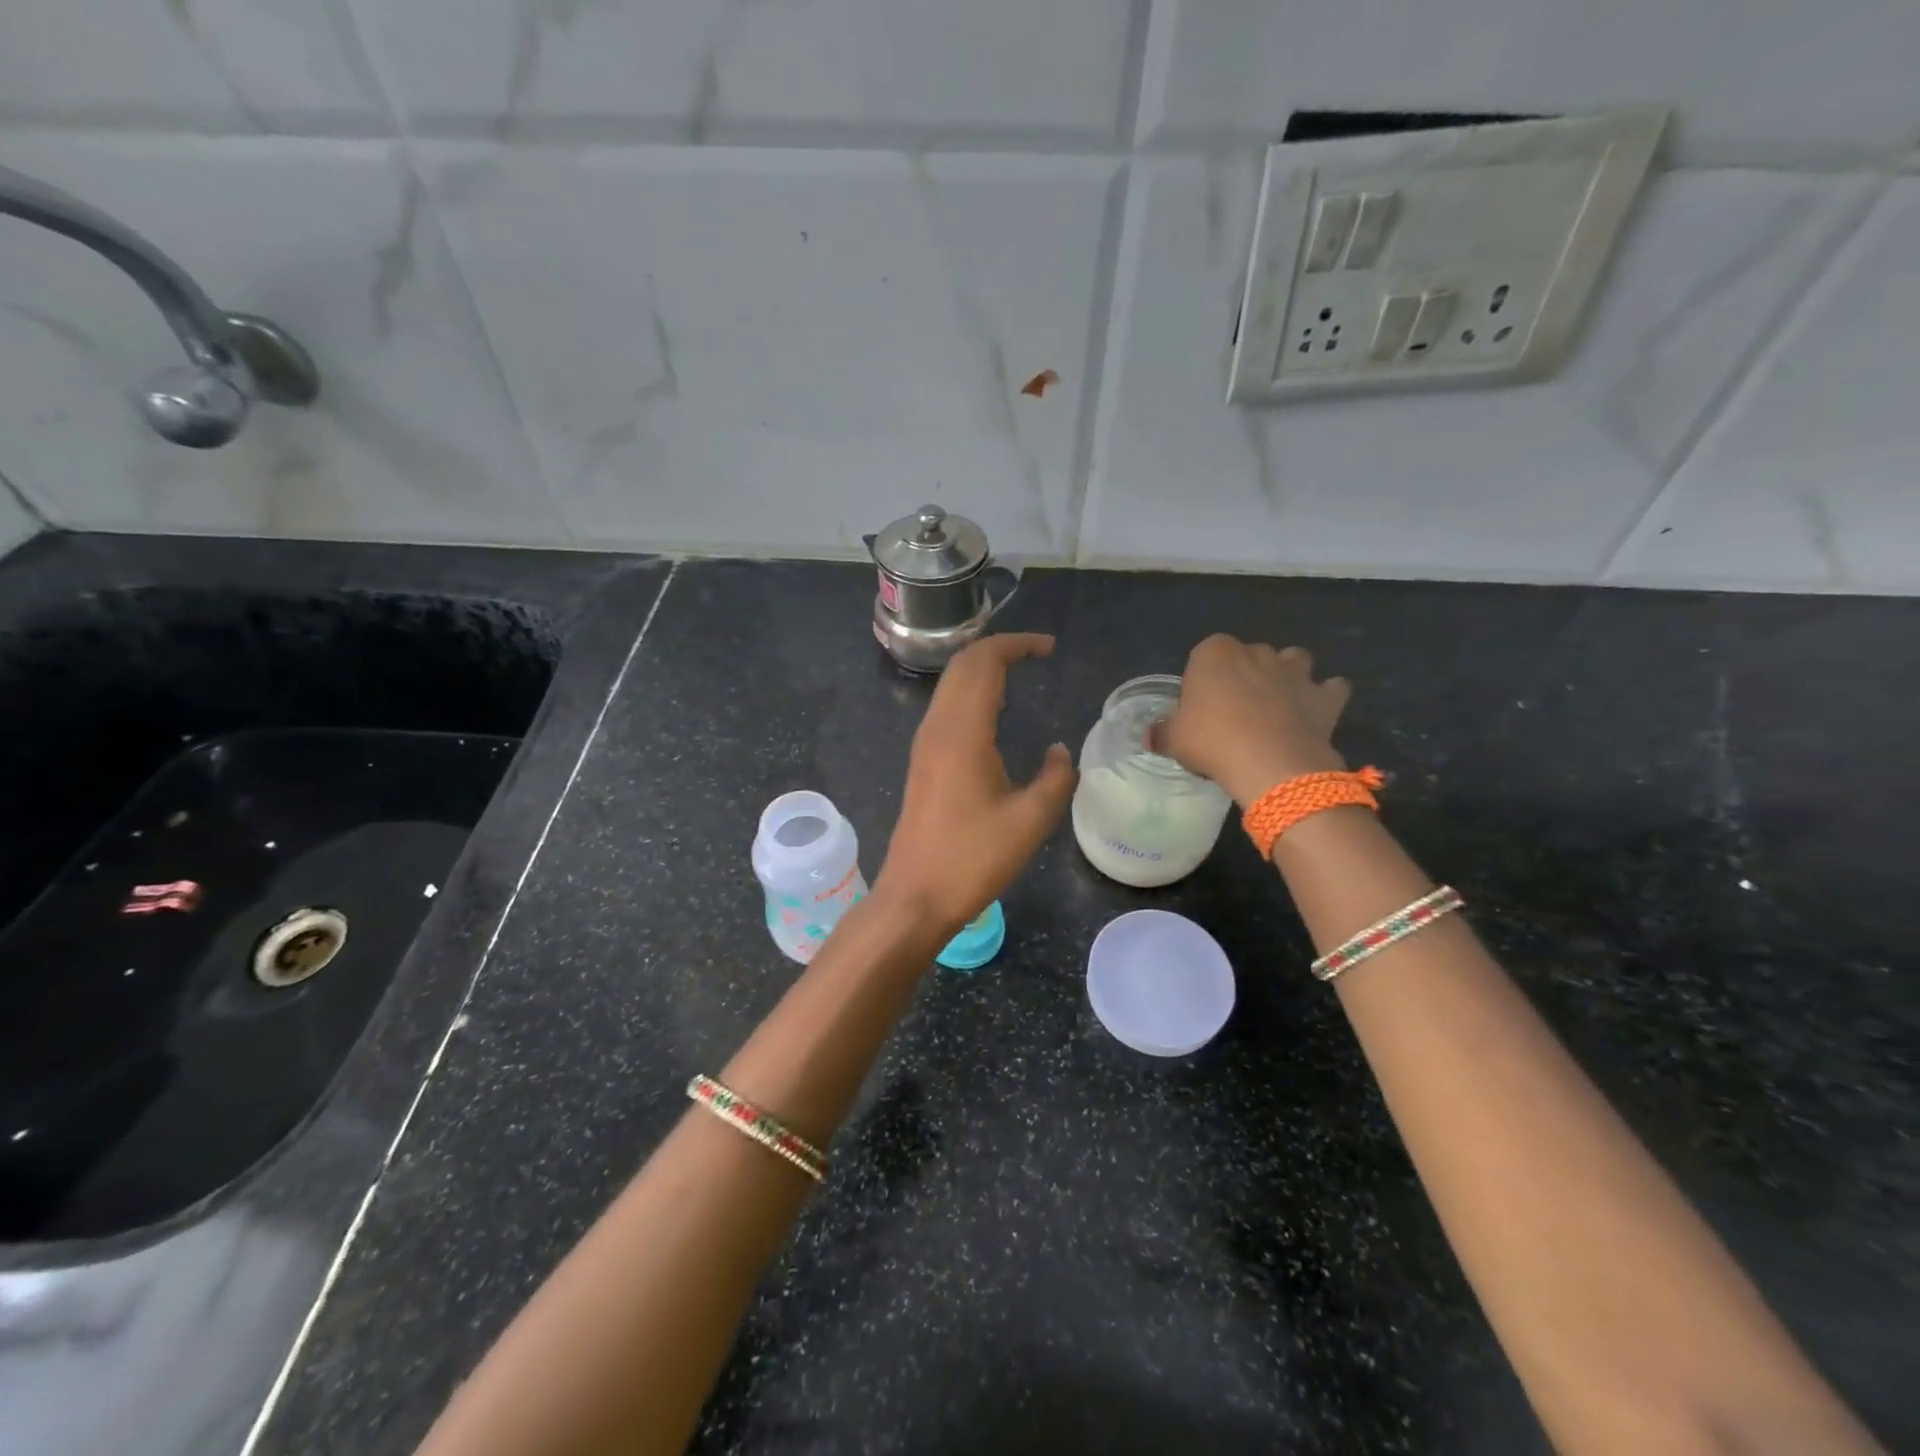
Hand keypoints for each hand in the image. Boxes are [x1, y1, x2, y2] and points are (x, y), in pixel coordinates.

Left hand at [875, 633, 1075, 934]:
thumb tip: (1058, 751)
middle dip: (998, 649)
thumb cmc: (973, 859)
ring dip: (982, 669)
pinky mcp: (922, 762)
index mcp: (962, 732)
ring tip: (1019, 675)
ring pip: (950, 685)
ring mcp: (924, 744)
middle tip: (1036, 654)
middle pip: (962, 665)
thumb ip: (1054, 778)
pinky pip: (946, 708)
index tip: (1048, 648)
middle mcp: (937, 728)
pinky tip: (993, 713)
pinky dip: (971, 693)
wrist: (916, 895)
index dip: (1016, 645)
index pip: (984, 663)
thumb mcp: (1030, 821)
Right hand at [1157, 635, 1350, 806]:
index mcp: (1215, 653)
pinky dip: (1325, 696)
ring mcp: (1295, 671)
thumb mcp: (1173, 740)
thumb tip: (1152, 736)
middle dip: (1243, 675)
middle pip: (1248, 656)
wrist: (1270, 765)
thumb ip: (1162, 733)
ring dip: (1287, 675)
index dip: (1202, 680)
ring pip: (1293, 660)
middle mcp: (1257, 652)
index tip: (1199, 708)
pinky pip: (1331, 688)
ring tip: (1275, 705)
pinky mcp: (1324, 696)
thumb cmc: (1213, 742)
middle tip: (1233, 712)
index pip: (1203, 655)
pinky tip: (1313, 714)